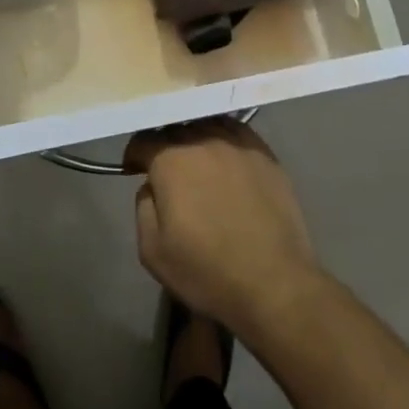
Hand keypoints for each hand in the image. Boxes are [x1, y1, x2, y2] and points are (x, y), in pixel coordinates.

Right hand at [123, 118, 324, 336]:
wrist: (275, 284)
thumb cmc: (207, 271)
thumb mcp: (152, 250)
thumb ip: (142, 206)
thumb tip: (151, 186)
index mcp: (172, 161)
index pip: (144, 140)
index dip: (134, 154)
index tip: (133, 170)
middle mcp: (204, 141)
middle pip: (176, 128)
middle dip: (164, 144)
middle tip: (165, 169)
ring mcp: (239, 145)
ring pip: (208, 124)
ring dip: (195, 137)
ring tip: (197, 159)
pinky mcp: (266, 156)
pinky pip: (238, 133)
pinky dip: (225, 140)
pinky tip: (227, 159)